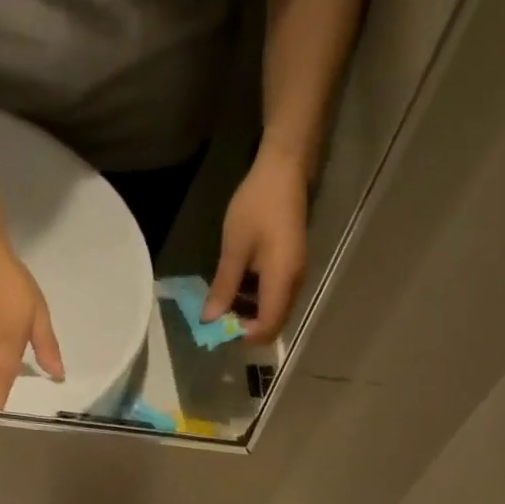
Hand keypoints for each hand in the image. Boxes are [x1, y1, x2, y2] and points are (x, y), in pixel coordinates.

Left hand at [204, 145, 309, 343]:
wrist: (285, 168)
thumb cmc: (258, 204)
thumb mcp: (235, 248)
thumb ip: (224, 287)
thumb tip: (209, 320)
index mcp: (282, 281)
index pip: (267, 329)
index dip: (243, 335)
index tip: (220, 327)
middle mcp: (294, 285)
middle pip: (272, 325)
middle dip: (245, 328)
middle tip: (218, 317)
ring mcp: (295, 277)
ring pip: (273, 313)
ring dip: (248, 314)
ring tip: (223, 302)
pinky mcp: (291, 269)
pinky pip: (274, 298)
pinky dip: (255, 301)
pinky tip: (237, 287)